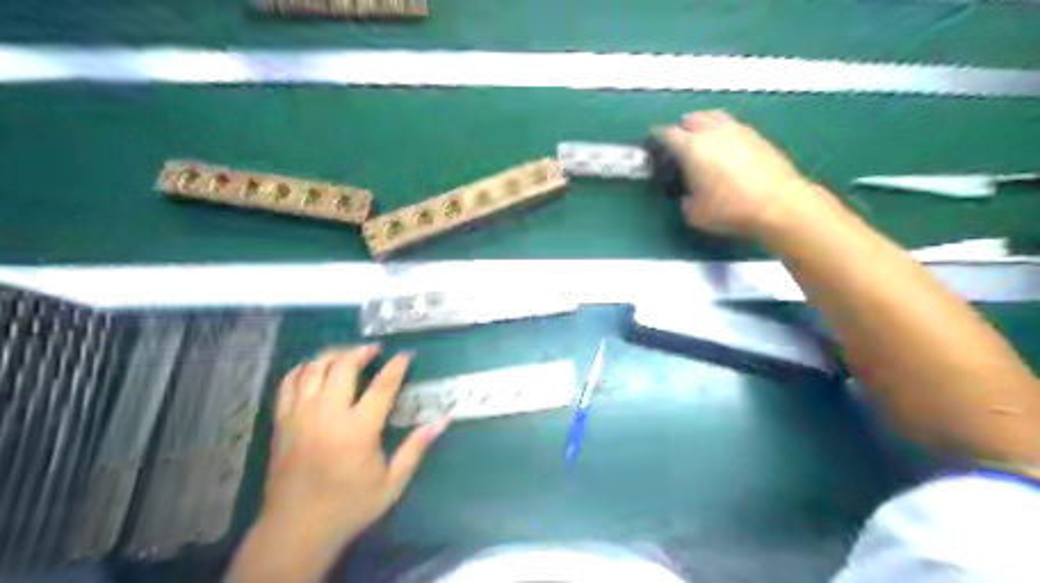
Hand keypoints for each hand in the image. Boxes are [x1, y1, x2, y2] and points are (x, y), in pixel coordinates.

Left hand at [264, 346, 445, 554]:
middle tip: (374, 350)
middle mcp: (327, 415)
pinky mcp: (281, 422)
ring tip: (347, 354)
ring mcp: (300, 416)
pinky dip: (303, 370)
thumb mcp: (392, 483)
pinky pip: (288, 383)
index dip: (396, 366)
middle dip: (360, 351)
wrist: (295, 530)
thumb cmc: (349, 506)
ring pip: (313, 369)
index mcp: (358, 430)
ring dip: (332, 355)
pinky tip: (315, 370)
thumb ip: (416, 448)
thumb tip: (443, 421)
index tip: (406, 354)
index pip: (382, 386)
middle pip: (342, 366)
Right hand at [652, 110, 816, 235]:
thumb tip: (688, 195)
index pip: (667, 133)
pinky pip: (732, 127)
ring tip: (703, 143)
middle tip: (679, 145)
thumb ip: (684, 199)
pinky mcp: (757, 136)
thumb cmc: (730, 210)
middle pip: (691, 118)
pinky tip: (726, 151)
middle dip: (681, 129)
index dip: (657, 138)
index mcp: (691, 147)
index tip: (653, 145)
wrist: (779, 205)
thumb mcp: (694, 214)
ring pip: (714, 118)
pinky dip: (723, 134)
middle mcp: (713, 131)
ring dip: (704, 126)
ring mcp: (738, 130)